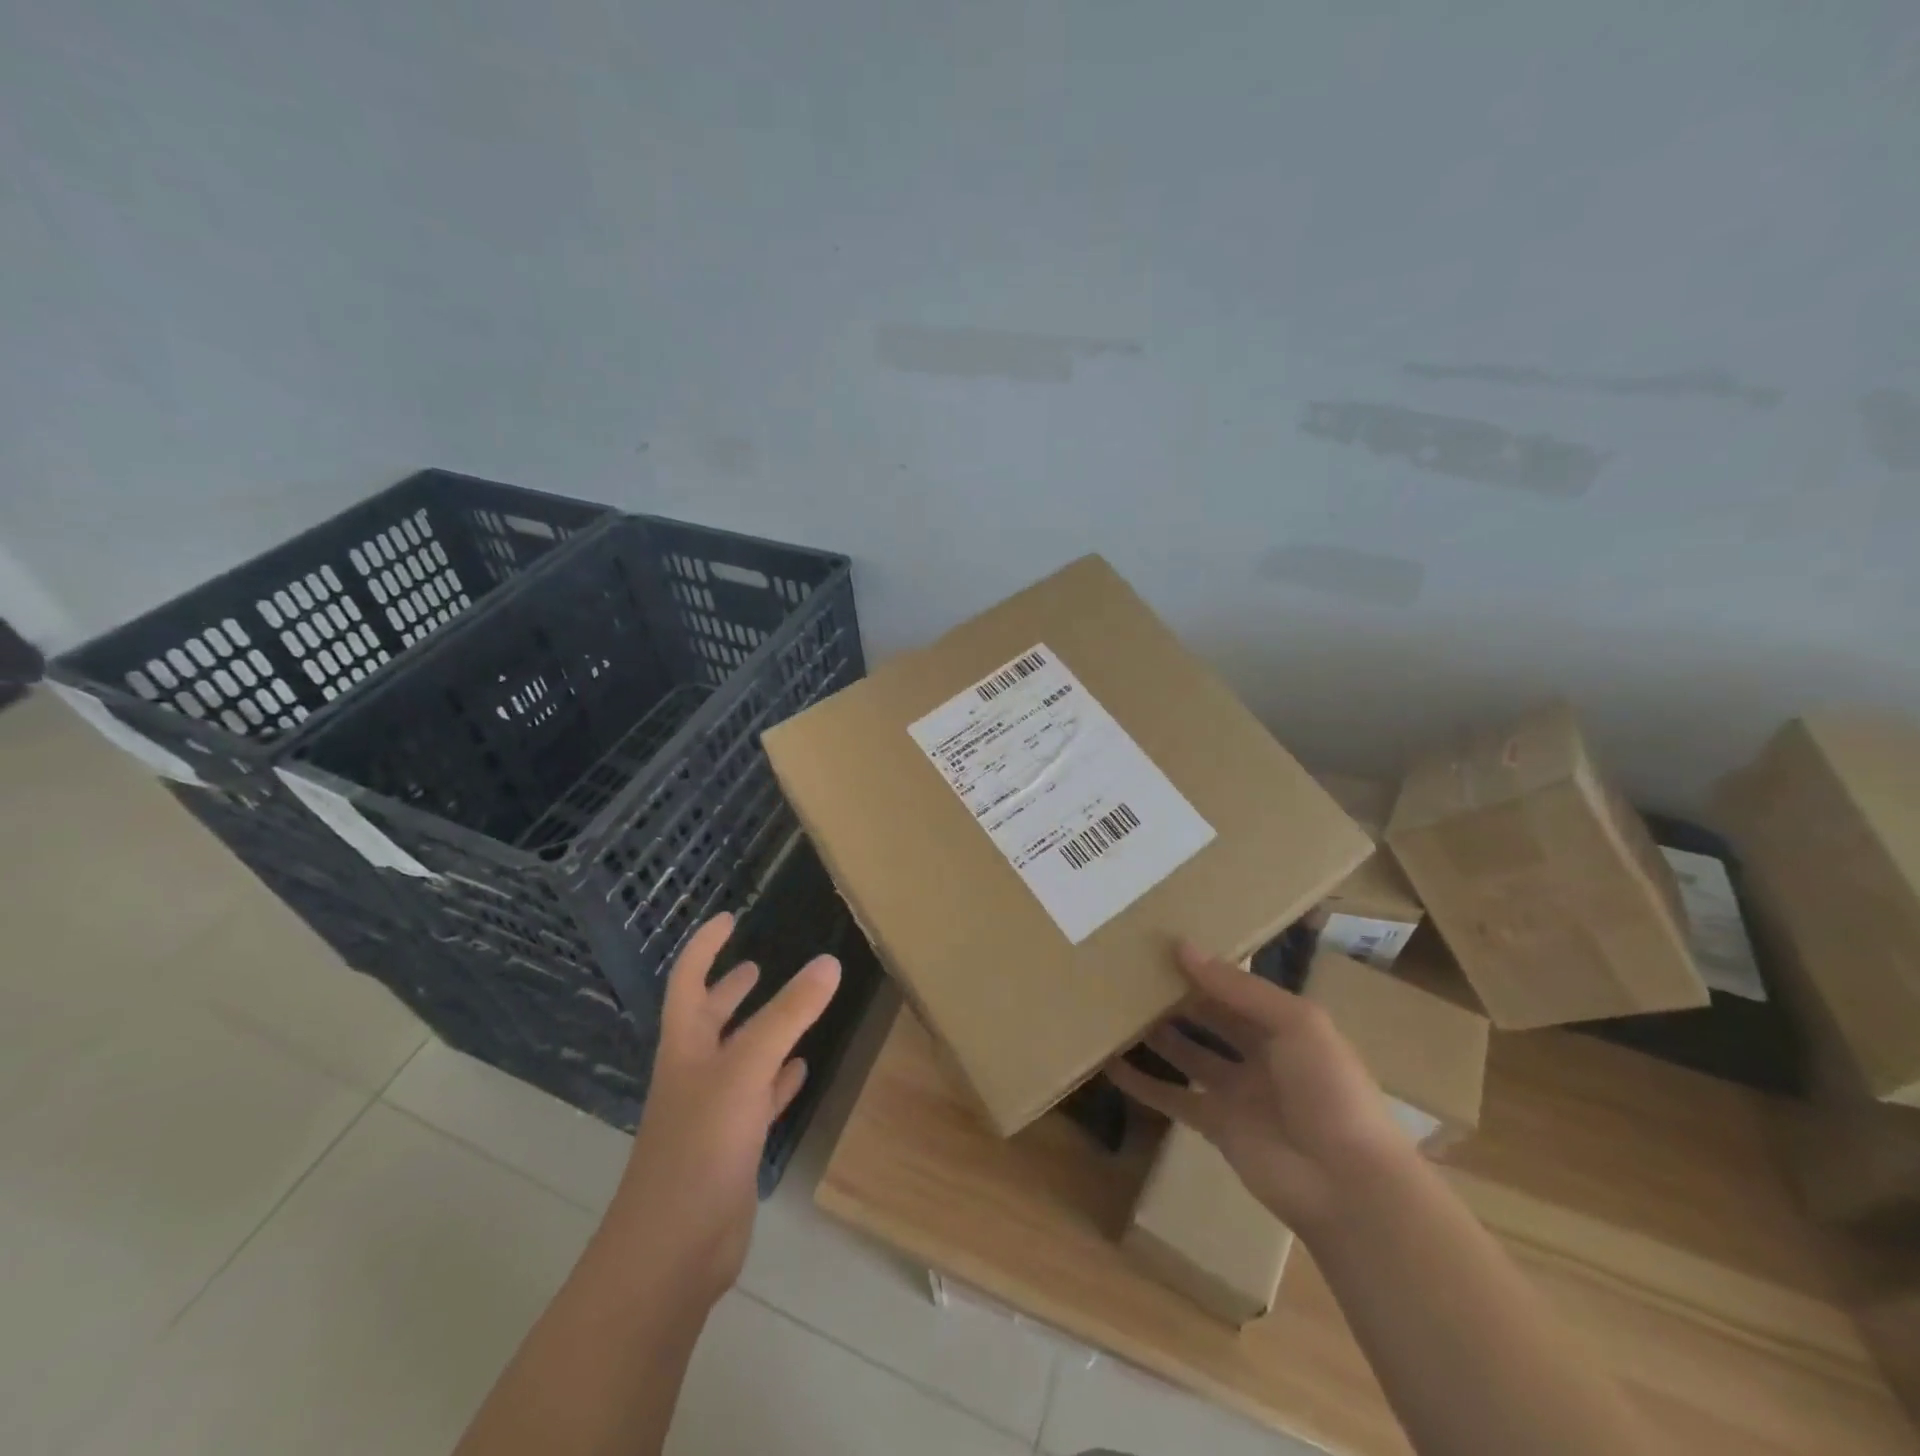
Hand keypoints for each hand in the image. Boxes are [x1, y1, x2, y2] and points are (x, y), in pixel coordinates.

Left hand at [604, 912, 840, 1304]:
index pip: (689, 980)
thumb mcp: (748, 1068)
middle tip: (755, 965)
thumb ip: (790, 1014)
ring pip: (738, 1058)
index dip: (705, 946)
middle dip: (728, 989)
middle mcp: (694, 1073)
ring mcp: (711, 1112)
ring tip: (789, 1009)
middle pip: (709, 1019)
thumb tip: (829, 962)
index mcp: (685, 1046)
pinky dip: (778, 1081)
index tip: (729, 918)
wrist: (673, 1250)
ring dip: (759, 1032)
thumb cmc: (701, 1145)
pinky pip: (758, 1099)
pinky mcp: (731, 1147)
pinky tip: (800, 1071)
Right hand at [1107, 943, 1409, 1233]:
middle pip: (1209, 1018)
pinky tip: (1111, 1065)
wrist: (1347, 1184)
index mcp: (1284, 1025)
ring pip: (1187, 1054)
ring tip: (1116, 1009)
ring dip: (1156, 1035)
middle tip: (1132, 973)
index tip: (1161, 944)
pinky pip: (1173, 1098)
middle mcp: (1259, 1054)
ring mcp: (1237, 1092)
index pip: (1236, 988)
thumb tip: (1182, 947)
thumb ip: (1237, 987)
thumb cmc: (1329, 1089)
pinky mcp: (1216, 1126)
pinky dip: (1143, 1084)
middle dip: (1176, 997)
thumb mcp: (1295, 1023)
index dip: (1204, 967)